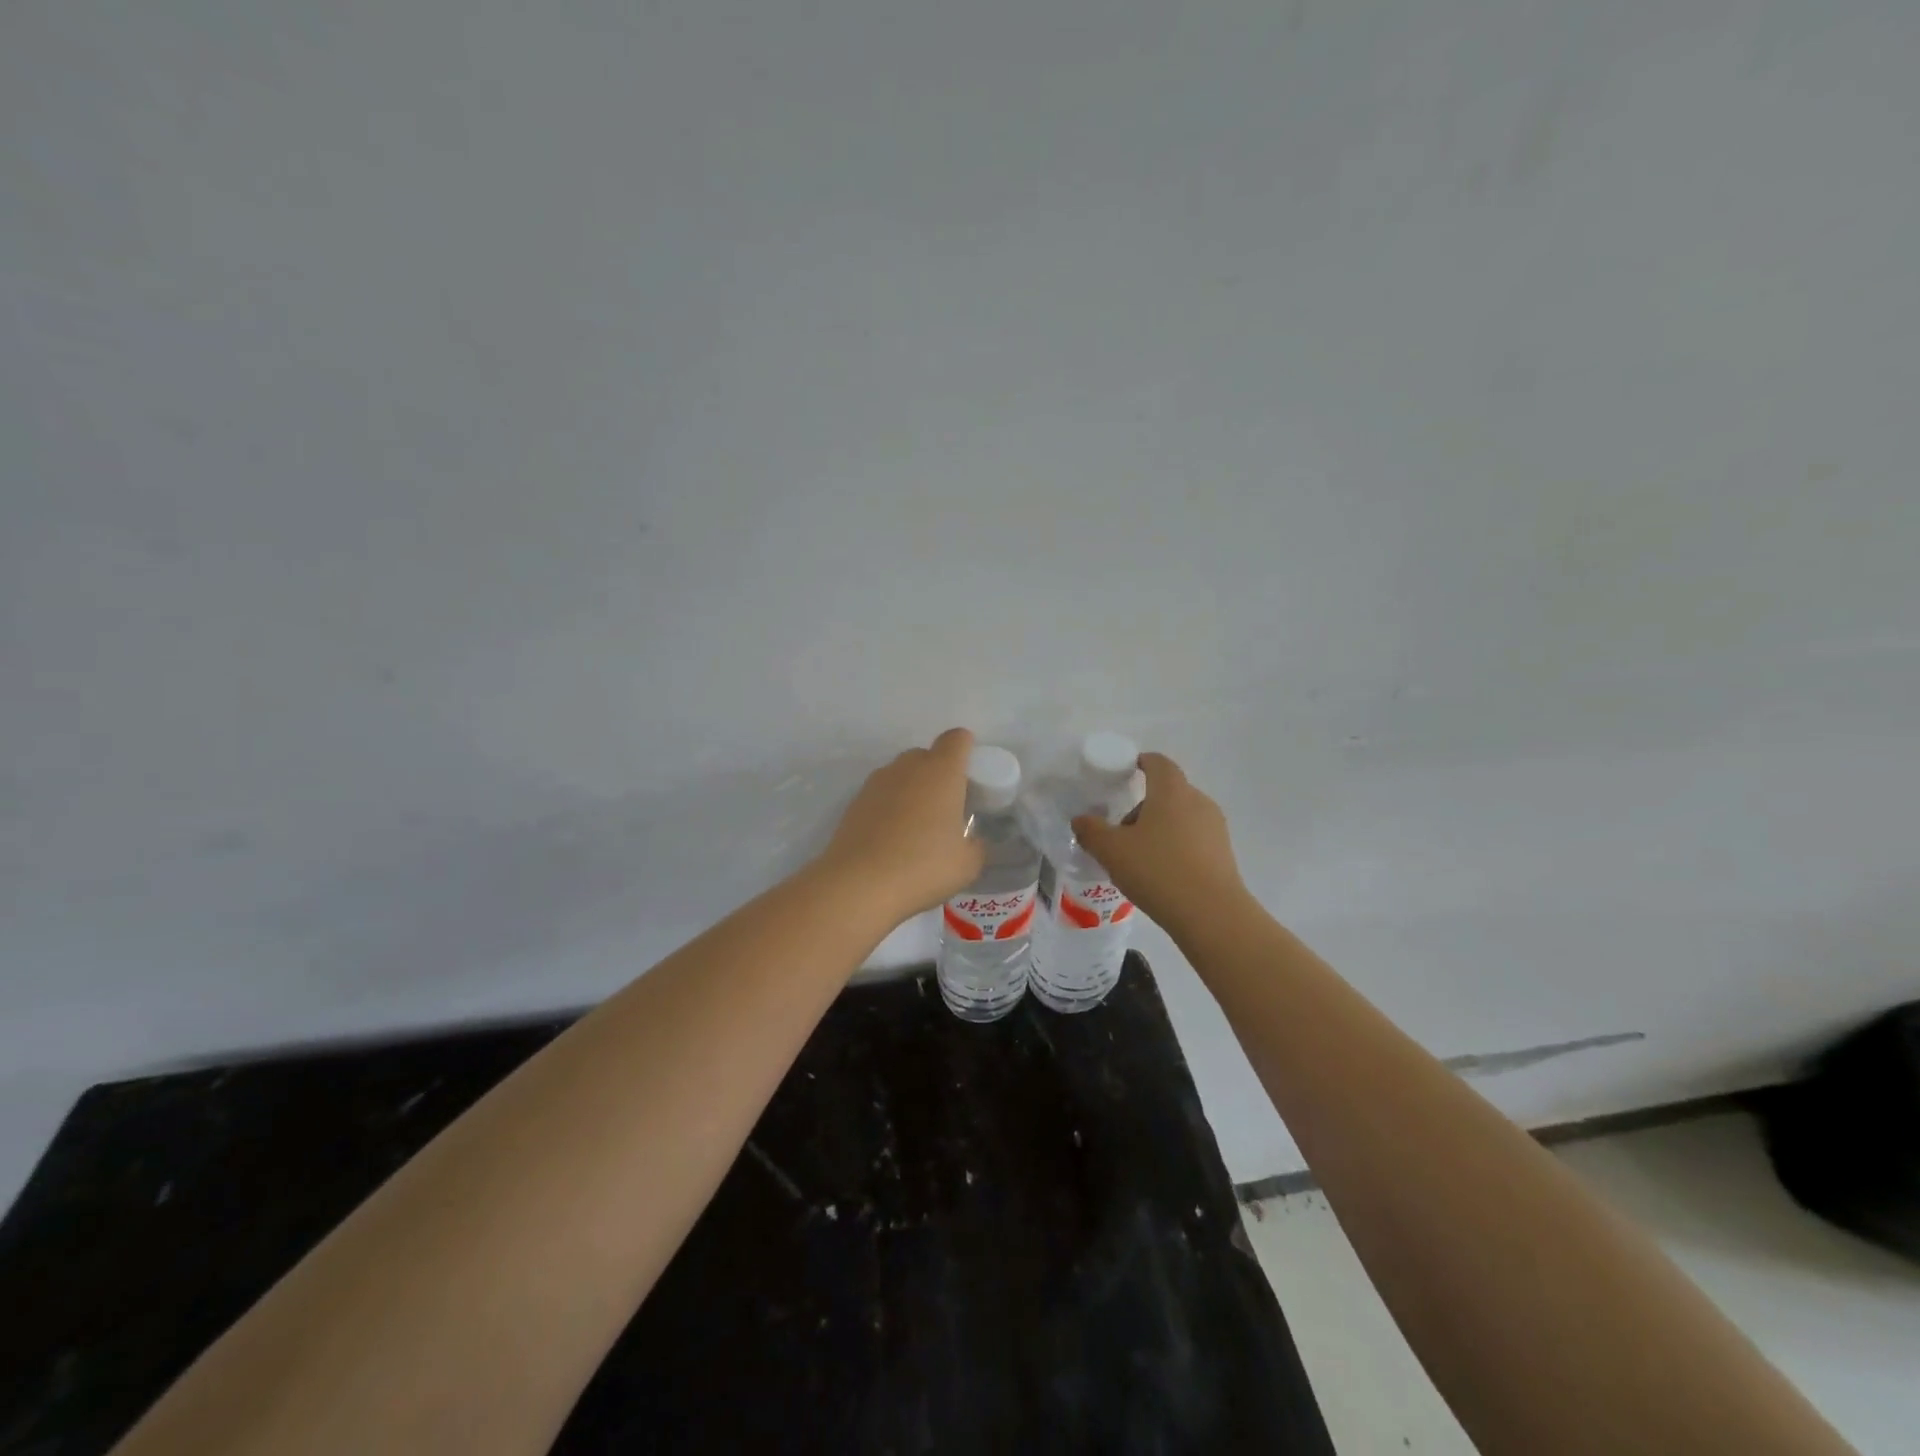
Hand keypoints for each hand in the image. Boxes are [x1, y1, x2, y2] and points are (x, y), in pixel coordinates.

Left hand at [816, 728, 987, 921]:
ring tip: (917, 827)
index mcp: (941, 772)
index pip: (956, 739)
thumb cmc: (923, 867)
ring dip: (912, 790)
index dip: (966, 749)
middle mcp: (908, 767)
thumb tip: (971, 840)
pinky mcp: (854, 802)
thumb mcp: (967, 864)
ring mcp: (876, 782)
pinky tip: (892, 838)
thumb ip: (976, 845)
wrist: (859, 885)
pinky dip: (890, 807)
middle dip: (938, 773)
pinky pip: (881, 794)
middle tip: (946, 808)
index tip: (970, 775)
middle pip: (927, 755)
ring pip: (901, 774)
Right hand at [1071, 752, 1246, 933]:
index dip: (1142, 762)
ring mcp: (1215, 828)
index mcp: (1172, 791)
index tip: (1126, 772)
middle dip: (1143, 806)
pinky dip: (1175, 847)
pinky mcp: (1224, 853)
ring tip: (1140, 859)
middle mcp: (1198, 801)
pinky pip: (1193, 839)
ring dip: (1159, 828)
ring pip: (1181, 817)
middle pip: (1168, 792)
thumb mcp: (1111, 851)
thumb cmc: (1157, 871)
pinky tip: (1162, 875)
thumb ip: (1091, 831)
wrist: (1211, 914)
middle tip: (1121, 832)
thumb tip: (1081, 820)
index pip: (1159, 763)